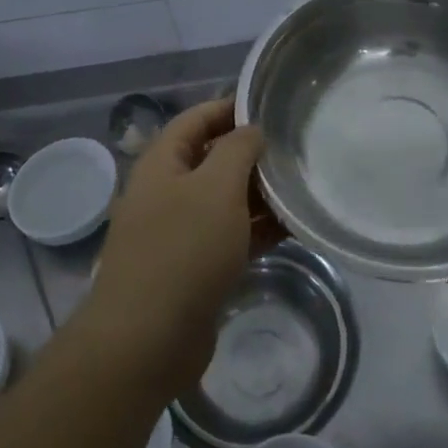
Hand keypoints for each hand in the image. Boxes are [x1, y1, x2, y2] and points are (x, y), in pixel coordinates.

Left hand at [81, 98, 276, 395]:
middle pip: (212, 158)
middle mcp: (167, 192)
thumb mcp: (216, 187)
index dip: (229, 107)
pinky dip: (257, 229)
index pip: (196, 119)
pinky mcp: (194, 268)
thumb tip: (251, 130)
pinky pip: (230, 236)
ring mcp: (179, 232)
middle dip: (251, 153)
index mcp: (162, 163)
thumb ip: (238, 149)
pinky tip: (293, 227)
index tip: (270, 106)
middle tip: (295, 147)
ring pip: (224, 200)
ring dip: (259, 193)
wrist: (146, 342)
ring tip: (302, 185)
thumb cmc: (183, 250)